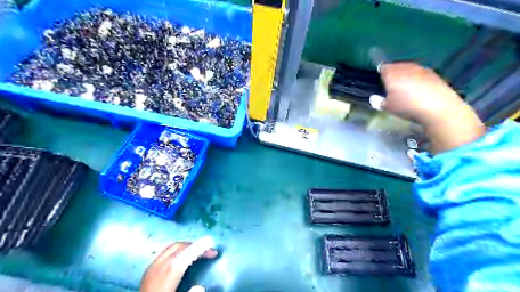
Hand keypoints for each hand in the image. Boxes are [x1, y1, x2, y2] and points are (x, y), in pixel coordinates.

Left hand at [140, 242, 217, 291]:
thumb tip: (200, 287)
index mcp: (164, 278)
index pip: (183, 258)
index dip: (198, 248)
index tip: (211, 242)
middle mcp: (156, 268)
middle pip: (178, 249)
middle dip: (196, 246)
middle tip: (210, 251)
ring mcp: (151, 268)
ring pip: (171, 249)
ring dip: (188, 247)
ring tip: (200, 252)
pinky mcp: (149, 271)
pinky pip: (166, 253)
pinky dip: (179, 251)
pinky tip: (185, 257)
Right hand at [378, 61, 462, 125]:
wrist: (437, 107)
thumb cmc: (407, 106)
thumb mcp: (387, 108)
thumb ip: (378, 102)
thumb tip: (374, 98)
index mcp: (391, 74)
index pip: (383, 67)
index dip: (381, 72)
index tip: (380, 79)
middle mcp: (405, 68)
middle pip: (397, 66)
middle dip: (393, 72)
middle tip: (391, 83)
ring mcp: (421, 69)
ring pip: (409, 68)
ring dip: (406, 74)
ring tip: (405, 85)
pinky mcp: (434, 74)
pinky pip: (421, 73)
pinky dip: (417, 78)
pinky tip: (418, 88)